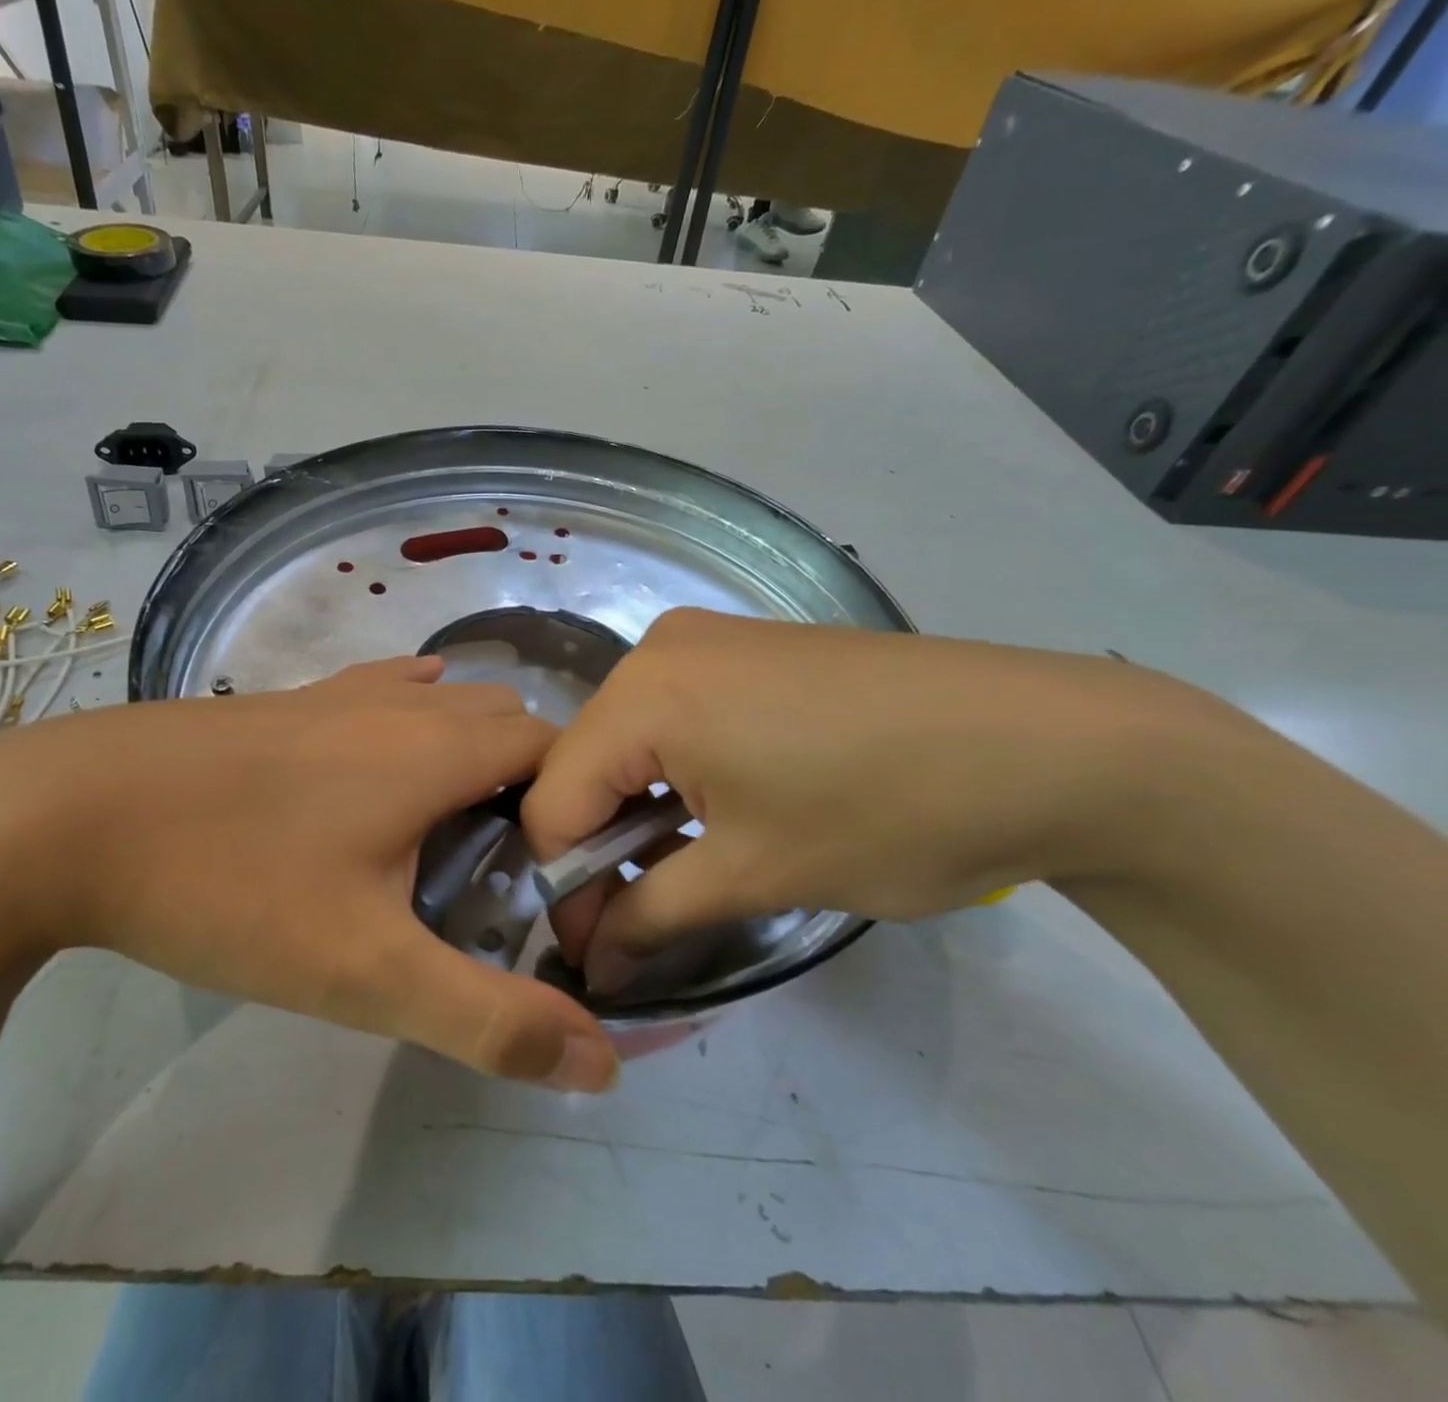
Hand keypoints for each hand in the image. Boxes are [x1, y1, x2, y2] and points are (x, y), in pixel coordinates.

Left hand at [0, 656, 618, 1091]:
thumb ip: (487, 1018)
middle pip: (506, 725)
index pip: (555, 751)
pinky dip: (415, 715)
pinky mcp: (288, 700)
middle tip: (513, 873)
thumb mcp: (365, 972)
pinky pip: (383, 690)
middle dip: (531, 787)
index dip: (578, 806)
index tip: (566, 879)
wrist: (63, 815)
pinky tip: (398, 748)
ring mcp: (339, 692)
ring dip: (474, 754)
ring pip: (445, 705)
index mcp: (438, 750)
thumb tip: (599, 1064)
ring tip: (456, 831)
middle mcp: (401, 704)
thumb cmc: (230, 884)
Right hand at [521, 609, 1215, 992]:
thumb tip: (590, 967)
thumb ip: (649, 917)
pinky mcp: (749, 650)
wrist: (1056, 745)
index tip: (596, 949)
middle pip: (587, 765)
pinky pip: (675, 718)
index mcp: (643, 691)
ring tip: (681, 872)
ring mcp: (707, 642)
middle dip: (600, 849)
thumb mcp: (754, 874)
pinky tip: (717, 814)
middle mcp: (658, 649)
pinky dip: (677, 775)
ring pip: (630, 742)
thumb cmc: (888, 811)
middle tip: (636, 920)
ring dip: (639, 814)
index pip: (553, 800)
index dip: (565, 883)